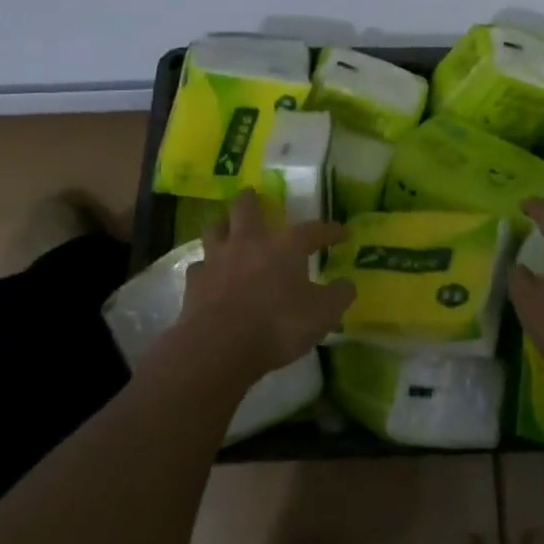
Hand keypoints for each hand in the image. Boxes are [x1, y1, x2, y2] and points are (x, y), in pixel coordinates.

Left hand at [171, 190, 354, 387]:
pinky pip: (199, 265)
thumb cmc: (278, 325)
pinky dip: (206, 266)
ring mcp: (218, 259)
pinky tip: (209, 274)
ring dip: (222, 224)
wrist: (219, 347)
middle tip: (254, 196)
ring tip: (226, 227)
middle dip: (251, 199)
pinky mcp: (195, 281)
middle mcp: (250, 241)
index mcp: (286, 246)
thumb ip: (338, 296)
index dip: (330, 230)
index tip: (342, 233)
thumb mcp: (322, 315)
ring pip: (215, 227)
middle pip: (246, 207)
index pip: (314, 230)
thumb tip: (347, 284)